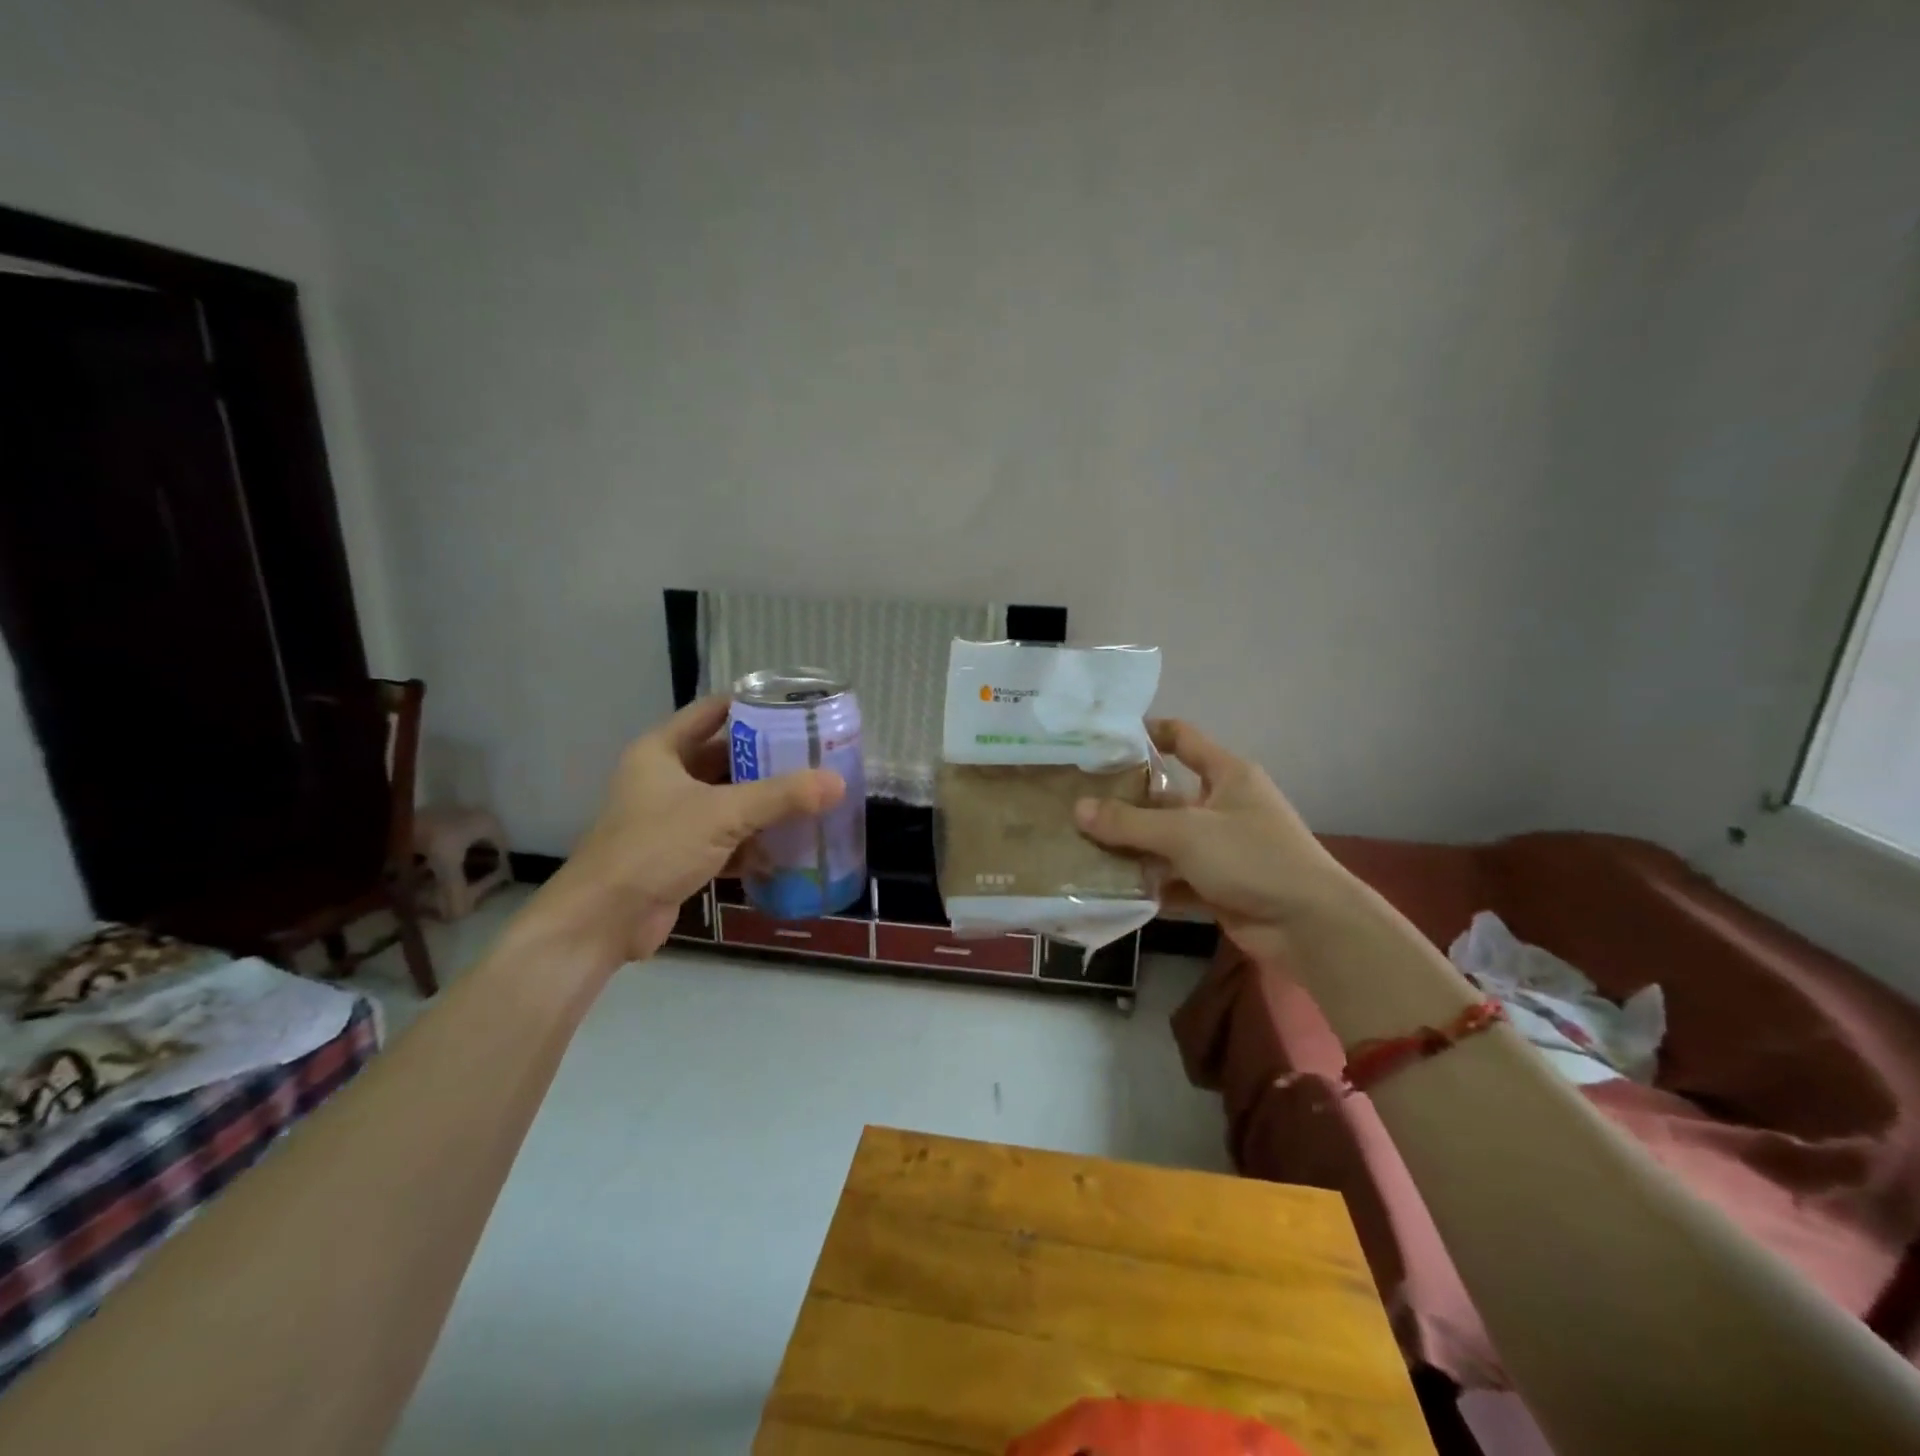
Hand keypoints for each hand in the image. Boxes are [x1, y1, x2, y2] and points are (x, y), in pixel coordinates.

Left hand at [526, 697, 844, 966]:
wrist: (604, 921)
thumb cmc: (656, 847)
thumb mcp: (722, 813)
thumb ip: (782, 796)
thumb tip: (838, 782)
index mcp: (662, 751)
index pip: (711, 712)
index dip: (751, 706)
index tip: (795, 707)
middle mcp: (665, 779)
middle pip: (724, 758)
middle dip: (767, 760)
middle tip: (814, 755)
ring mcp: (672, 819)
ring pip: (728, 801)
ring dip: (764, 804)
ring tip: (812, 796)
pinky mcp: (680, 855)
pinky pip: (726, 839)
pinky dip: (754, 842)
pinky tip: (789, 846)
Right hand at [1073, 720, 1349, 963]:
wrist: (1309, 926)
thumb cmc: (1251, 858)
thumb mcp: (1185, 833)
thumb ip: (1129, 822)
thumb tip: (1077, 808)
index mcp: (1227, 775)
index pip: (1182, 738)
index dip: (1147, 733)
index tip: (1103, 740)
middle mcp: (1223, 805)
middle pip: (1165, 795)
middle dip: (1124, 802)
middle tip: (1075, 803)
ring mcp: (1222, 848)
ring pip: (1166, 841)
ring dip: (1131, 847)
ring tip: (1081, 846)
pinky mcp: (1219, 885)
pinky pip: (1174, 878)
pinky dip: (1148, 883)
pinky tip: (1110, 887)